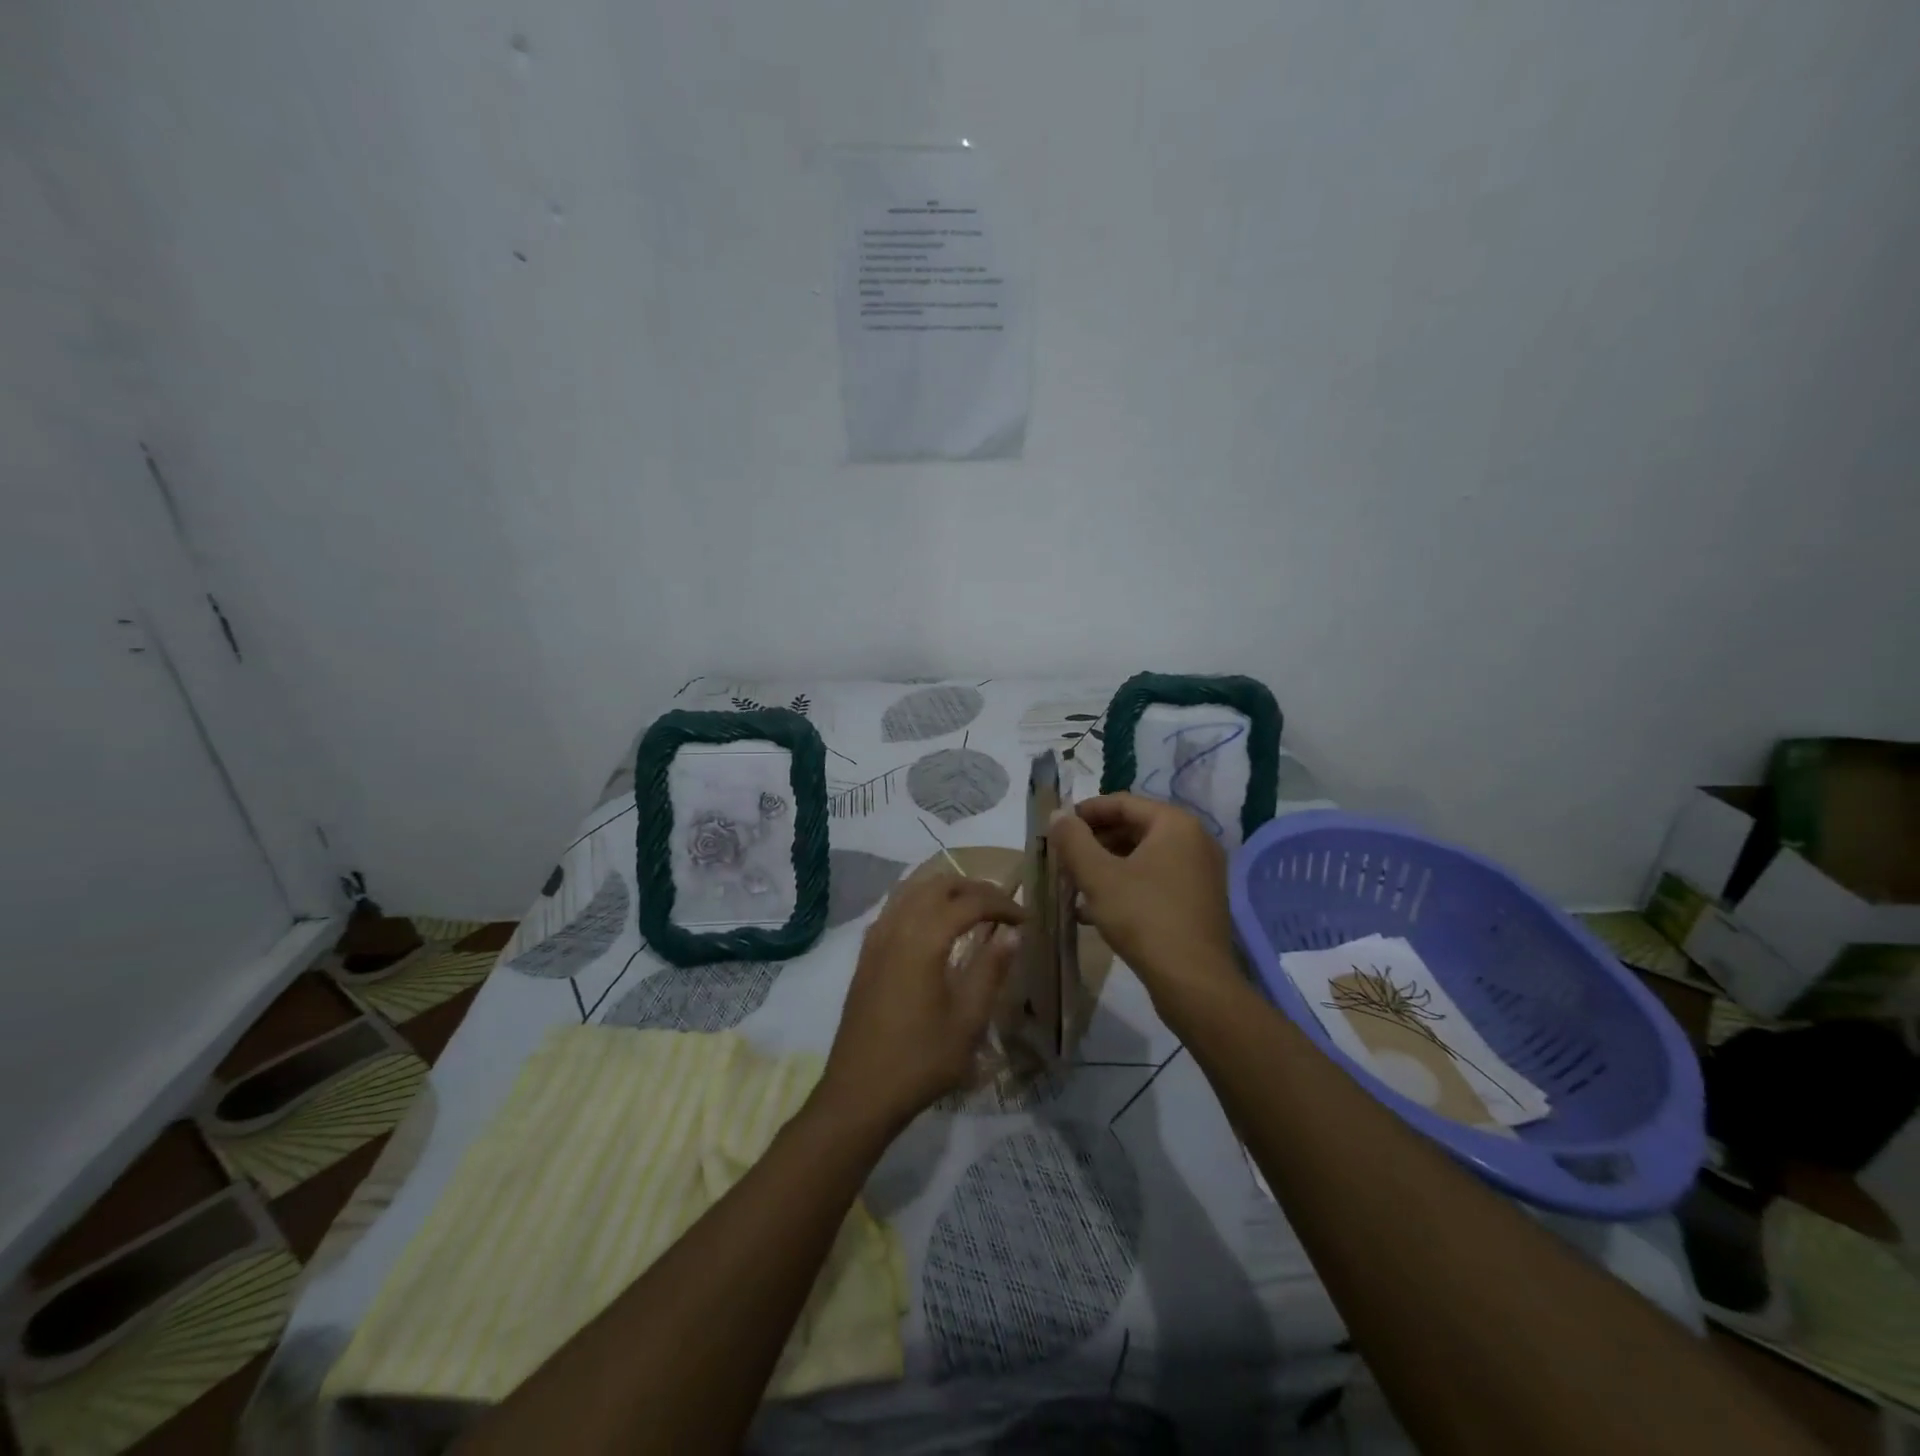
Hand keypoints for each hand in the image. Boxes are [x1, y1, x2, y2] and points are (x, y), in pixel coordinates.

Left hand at [817, 875, 1021, 1133]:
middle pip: (939, 884)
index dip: (1002, 904)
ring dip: (946, 890)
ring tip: (973, 909)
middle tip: (1003, 909)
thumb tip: (1012, 933)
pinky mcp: (866, 952)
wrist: (860, 1092)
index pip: (970, 901)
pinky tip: (934, 924)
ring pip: (913, 889)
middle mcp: (897, 926)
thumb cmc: (921, 1059)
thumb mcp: (968, 1020)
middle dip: (975, 889)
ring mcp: (876, 937)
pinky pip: (895, 906)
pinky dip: (921, 901)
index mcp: (924, 939)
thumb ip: (991, 969)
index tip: (1026, 920)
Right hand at [1048, 793, 1238, 999]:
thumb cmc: (1143, 917)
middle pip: (1134, 828)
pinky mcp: (1197, 901)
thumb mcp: (1098, 876)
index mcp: (1175, 824)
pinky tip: (1094, 910)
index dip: (1085, 812)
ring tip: (1073, 884)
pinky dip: (1126, 885)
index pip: (1122, 803)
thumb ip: (1073, 840)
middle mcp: (1194, 840)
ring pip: (1142, 857)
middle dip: (1094, 842)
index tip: (1057, 828)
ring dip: (1106, 866)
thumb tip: (1057, 815)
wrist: (1192, 982)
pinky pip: (1155, 880)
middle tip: (1063, 858)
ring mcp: (1200, 872)